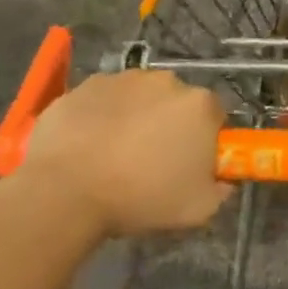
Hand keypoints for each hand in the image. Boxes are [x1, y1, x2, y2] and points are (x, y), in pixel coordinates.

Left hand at [14, 70, 231, 237]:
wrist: (64, 192)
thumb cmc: (140, 198)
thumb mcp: (198, 209)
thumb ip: (221, 190)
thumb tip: (222, 180)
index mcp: (200, 105)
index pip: (215, 116)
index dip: (204, 140)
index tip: (189, 164)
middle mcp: (166, 81)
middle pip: (177, 102)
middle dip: (169, 125)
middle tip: (151, 161)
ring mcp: (123, 79)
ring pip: (139, 97)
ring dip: (135, 117)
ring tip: (114, 154)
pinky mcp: (85, 85)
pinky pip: (104, 99)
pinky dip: (101, 116)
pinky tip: (88, 145)